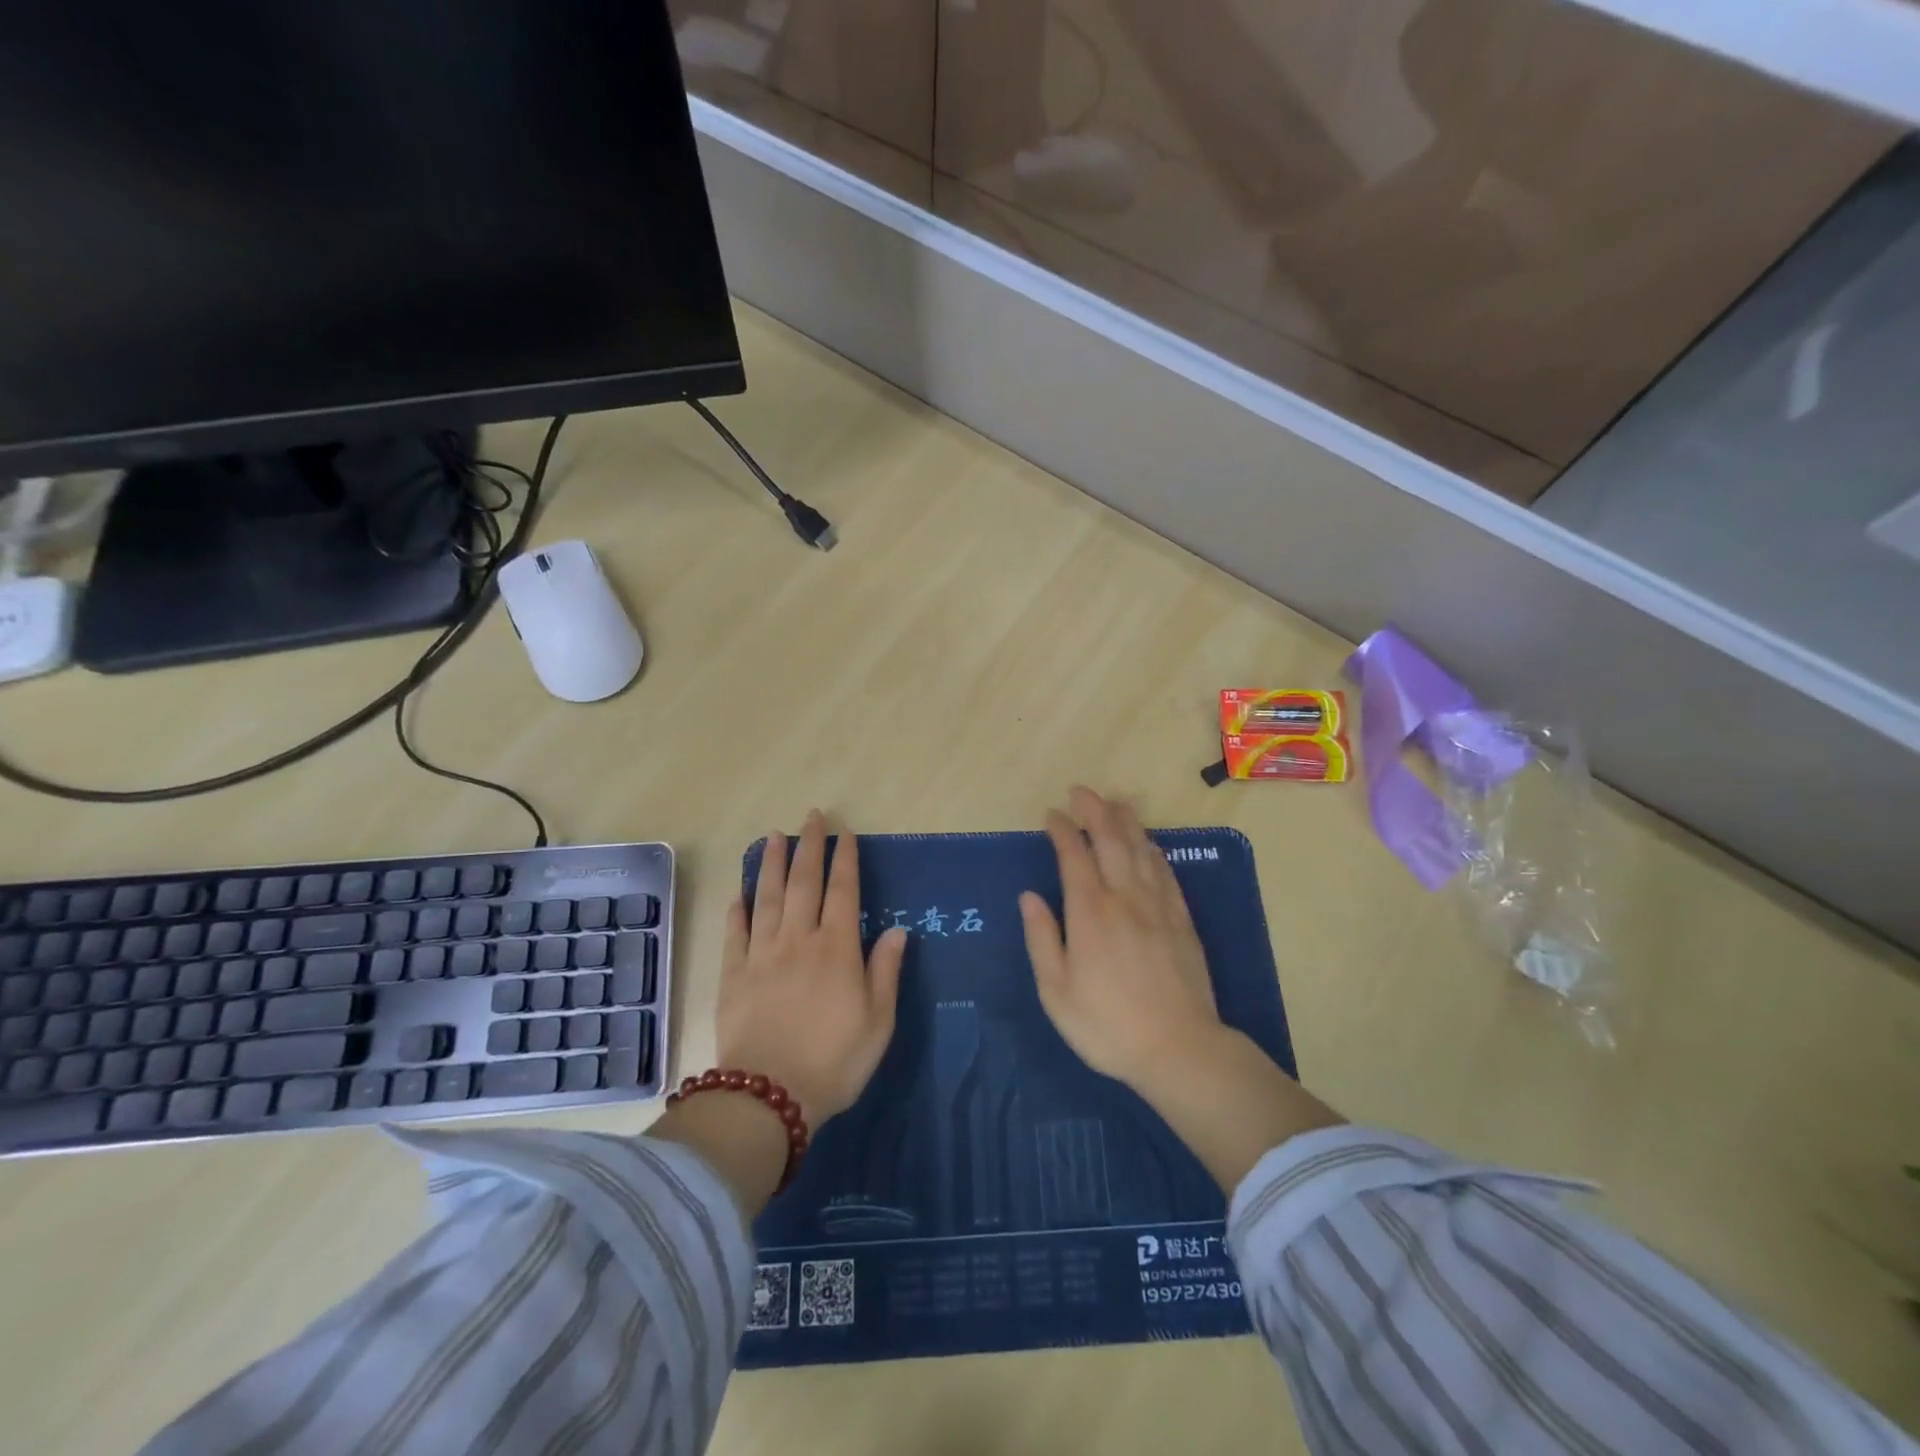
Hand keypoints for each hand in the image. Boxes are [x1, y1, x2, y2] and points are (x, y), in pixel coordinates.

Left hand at [716, 810, 907, 1125]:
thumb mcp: (878, 1021)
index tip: (845, 832)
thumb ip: (886, 971)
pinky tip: (740, 893)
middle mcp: (799, 940)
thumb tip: (898, 930)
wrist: (769, 1096)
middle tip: (811, 816)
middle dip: (809, 847)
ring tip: (773, 836)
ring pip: (767, 898)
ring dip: (772, 865)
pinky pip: (735, 934)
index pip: (843, 891)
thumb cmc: (834, 1061)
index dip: (845, 859)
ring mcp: (761, 955)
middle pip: (804, 883)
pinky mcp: (733, 975)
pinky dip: (738, 911)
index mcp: (836, 949)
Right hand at [1019, 786, 1222, 1089]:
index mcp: (1090, 912)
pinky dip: (1153, 849)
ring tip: (1114, 802)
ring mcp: (1158, 905)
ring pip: (1141, 848)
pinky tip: (1148, 843)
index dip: (1062, 830)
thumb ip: (1042, 938)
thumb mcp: (1056, 991)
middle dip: (1094, 810)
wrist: (1179, 1048)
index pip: (1074, 855)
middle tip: (1081, 792)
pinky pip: (1165, 871)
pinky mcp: (1181, 919)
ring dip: (1126, 821)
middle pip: (1111, 839)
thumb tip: (1029, 896)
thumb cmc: (1107, 1025)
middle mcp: (1124, 897)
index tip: (1052, 814)